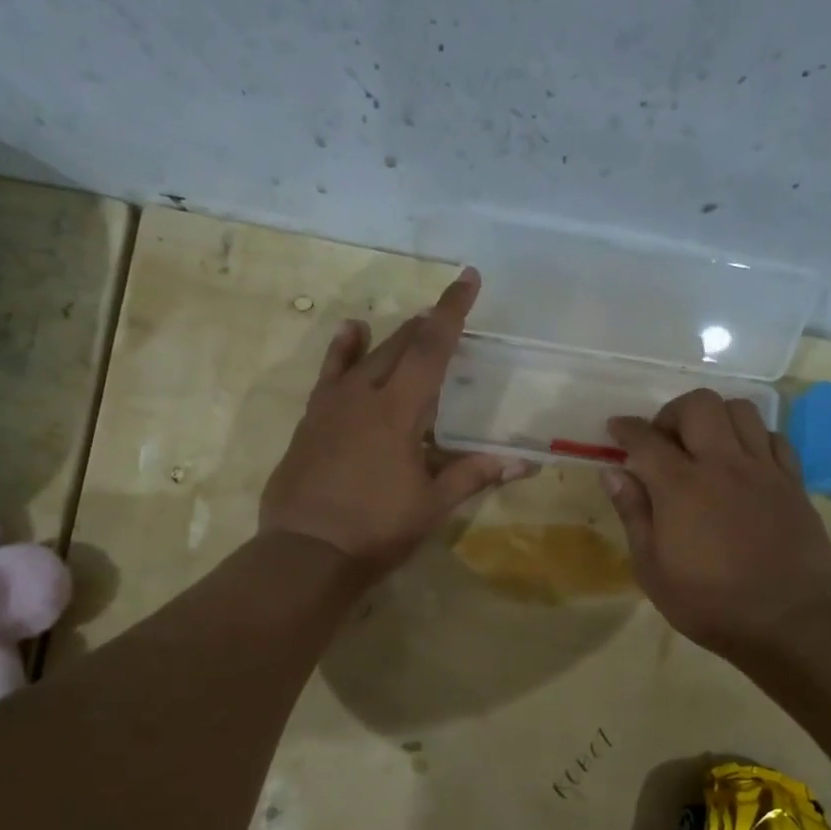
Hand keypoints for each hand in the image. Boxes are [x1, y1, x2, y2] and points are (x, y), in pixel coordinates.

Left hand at [260, 269, 530, 576]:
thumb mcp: (432, 505)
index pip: (431, 348)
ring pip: (364, 356)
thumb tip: (524, 464)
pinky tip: (349, 335)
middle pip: (399, 346)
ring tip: (408, 323)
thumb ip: (474, 475)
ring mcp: (331, 406)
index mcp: (398, 411)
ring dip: (390, 337)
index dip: (452, 311)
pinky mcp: (310, 421)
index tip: (466, 277)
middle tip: (446, 312)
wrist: (306, 552)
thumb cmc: (377, 529)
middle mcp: (363, 396)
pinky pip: (330, 375)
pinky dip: (343, 352)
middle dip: (426, 324)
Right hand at [600, 389, 830, 657]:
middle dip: (672, 413)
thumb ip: (633, 514)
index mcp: (681, 487)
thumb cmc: (709, 603)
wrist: (788, 620)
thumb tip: (613, 472)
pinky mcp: (793, 482)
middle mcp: (723, 465)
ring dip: (715, 418)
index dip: (625, 428)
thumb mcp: (652, 569)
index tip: (615, 428)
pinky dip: (752, 438)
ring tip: (704, 446)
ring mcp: (763, 469)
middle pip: (699, 405)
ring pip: (741, 410)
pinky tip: (743, 463)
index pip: (646, 438)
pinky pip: (774, 437)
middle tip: (663, 441)